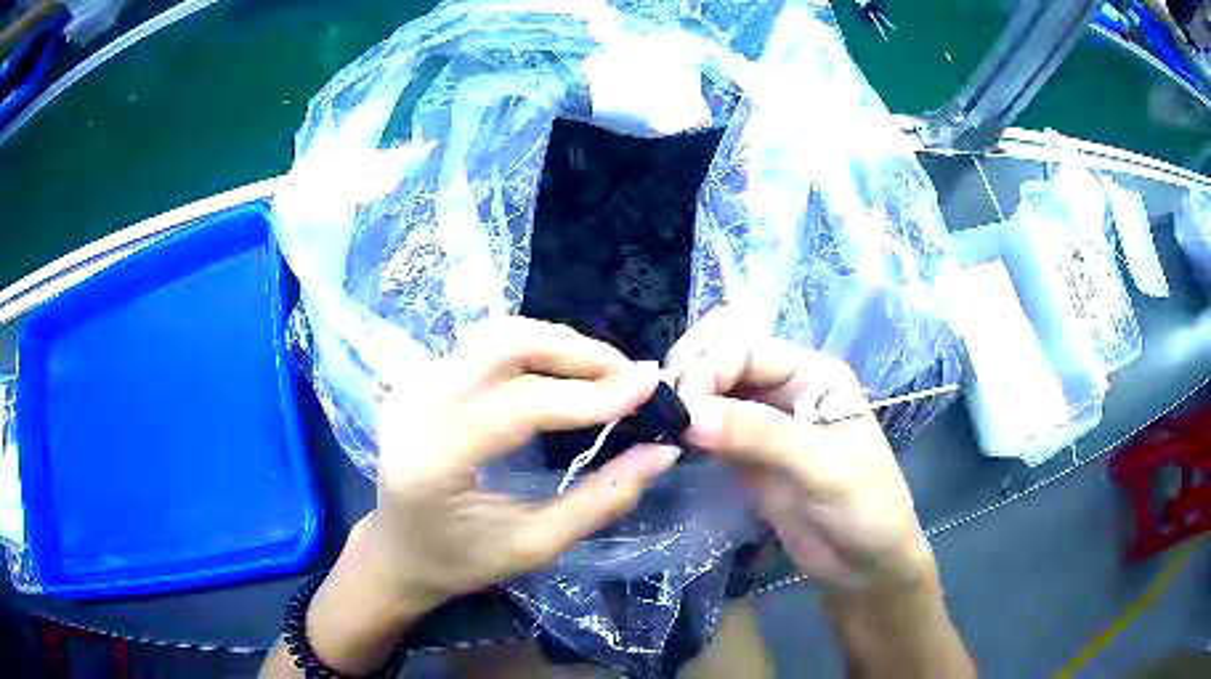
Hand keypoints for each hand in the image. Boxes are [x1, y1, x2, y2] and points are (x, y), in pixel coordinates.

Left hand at [363, 317, 679, 608]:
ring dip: (559, 345)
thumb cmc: (460, 562)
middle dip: (577, 351)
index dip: (590, 394)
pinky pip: (485, 347)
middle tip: (629, 377)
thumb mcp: (535, 546)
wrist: (397, 551)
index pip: (520, 405)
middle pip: (503, 344)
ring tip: (605, 375)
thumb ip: (601, 500)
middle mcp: (414, 405)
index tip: (649, 388)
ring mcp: (411, 385)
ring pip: (496, 335)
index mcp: (433, 459)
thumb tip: (662, 452)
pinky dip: (535, 352)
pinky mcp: (419, 378)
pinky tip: (565, 375)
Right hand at [667, 309, 934, 596]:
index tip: (681, 408)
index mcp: (812, 373)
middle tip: (666, 413)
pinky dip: (687, 428)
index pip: (746, 347)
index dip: (708, 368)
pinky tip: (670, 442)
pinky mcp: (746, 454)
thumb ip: (761, 435)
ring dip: (684, 400)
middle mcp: (785, 386)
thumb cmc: (864, 508)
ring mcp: (763, 420)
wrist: (864, 564)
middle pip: (723, 355)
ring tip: (661, 428)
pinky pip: (708, 427)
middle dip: (690, 373)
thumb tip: (689, 413)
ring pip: (711, 389)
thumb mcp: (823, 468)